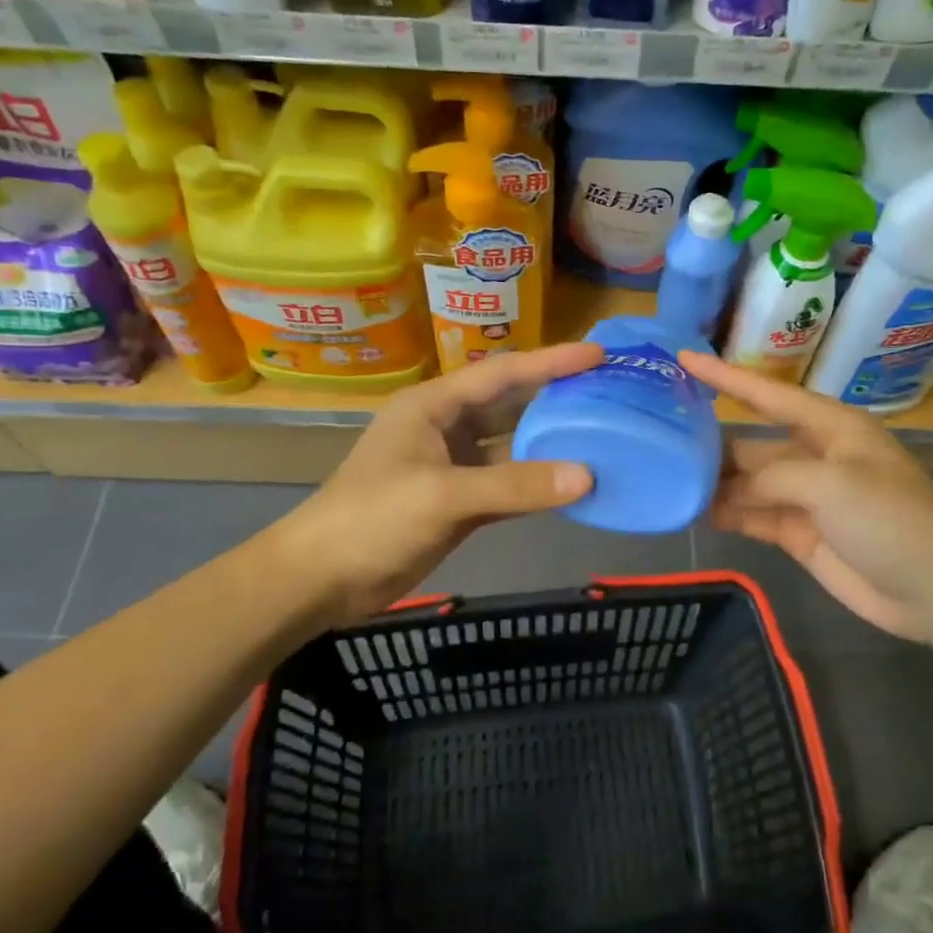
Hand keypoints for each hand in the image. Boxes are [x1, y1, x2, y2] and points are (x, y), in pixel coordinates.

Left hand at [277, 344, 600, 626]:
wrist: (323, 578)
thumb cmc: (373, 518)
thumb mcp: (443, 495)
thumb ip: (515, 485)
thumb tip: (587, 476)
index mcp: (434, 406)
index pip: (501, 374)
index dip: (550, 361)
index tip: (597, 354)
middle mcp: (446, 428)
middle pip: (510, 405)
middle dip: (555, 398)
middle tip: (609, 392)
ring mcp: (452, 467)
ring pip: (512, 447)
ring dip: (550, 445)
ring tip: (602, 436)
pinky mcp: (459, 502)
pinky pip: (508, 485)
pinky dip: (537, 485)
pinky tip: (572, 486)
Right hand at [682, 351, 932, 644]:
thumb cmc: (891, 520)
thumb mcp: (833, 484)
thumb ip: (774, 477)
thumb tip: (732, 491)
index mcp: (831, 428)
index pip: (768, 395)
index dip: (726, 377)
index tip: (684, 359)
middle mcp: (815, 456)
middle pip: (752, 444)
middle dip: (712, 444)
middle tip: (659, 440)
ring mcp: (806, 498)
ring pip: (748, 483)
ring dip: (715, 484)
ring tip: (667, 480)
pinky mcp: (800, 534)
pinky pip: (754, 517)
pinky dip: (728, 515)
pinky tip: (696, 513)